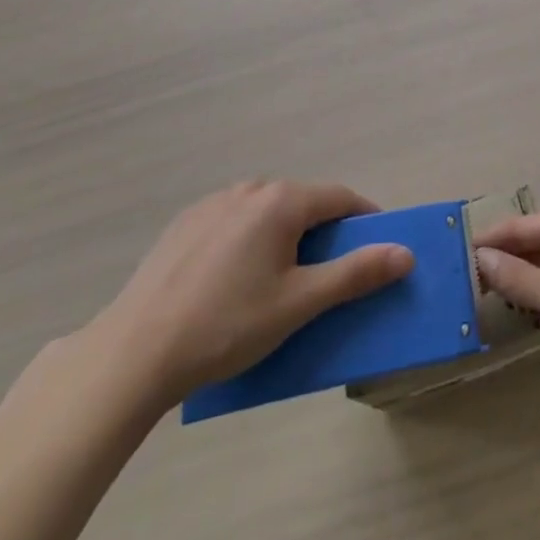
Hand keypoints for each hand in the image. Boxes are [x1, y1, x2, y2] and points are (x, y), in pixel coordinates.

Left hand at [87, 180, 413, 413]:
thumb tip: (405, 253)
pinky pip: (234, 223)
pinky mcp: (185, 223)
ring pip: (267, 213)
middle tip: (325, 278)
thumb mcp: (299, 304)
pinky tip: (233, 283)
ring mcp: (213, 202)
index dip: (364, 222)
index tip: (376, 250)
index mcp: (282, 200)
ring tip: (278, 285)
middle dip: (322, 233)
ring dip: (284, 237)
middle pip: (303, 203)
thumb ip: (355, 274)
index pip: (341, 198)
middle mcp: (250, 188)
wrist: (135, 352)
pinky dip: (249, 242)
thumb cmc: (227, 325)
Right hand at [473, 210, 539, 402]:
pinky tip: (529, 321)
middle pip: (537, 245)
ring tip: (489, 304)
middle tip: (468, 284)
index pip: (522, 226)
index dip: (491, 238)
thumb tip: (481, 257)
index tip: (458, 253)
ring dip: (524, 285)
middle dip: (506, 262)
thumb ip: (518, 278)